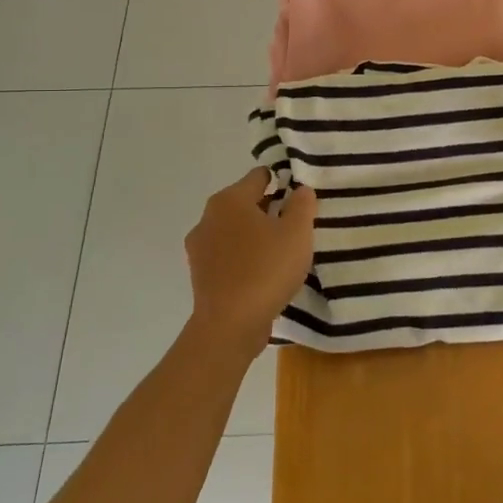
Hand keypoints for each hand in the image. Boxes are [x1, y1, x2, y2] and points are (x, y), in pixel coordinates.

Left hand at [184, 170, 315, 357]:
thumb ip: (302, 204)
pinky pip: (228, 255)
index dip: (282, 182)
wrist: (230, 325)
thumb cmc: (266, 269)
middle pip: (245, 203)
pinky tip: (263, 274)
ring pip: (235, 230)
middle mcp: (208, 217)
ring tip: (281, 253)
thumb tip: (300, 190)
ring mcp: (199, 247)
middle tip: (296, 228)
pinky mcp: (200, 273)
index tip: (301, 200)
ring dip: (256, 235)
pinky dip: (244, 257)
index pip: (259, 177)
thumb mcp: (297, 233)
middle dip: (270, 210)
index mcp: (230, 200)